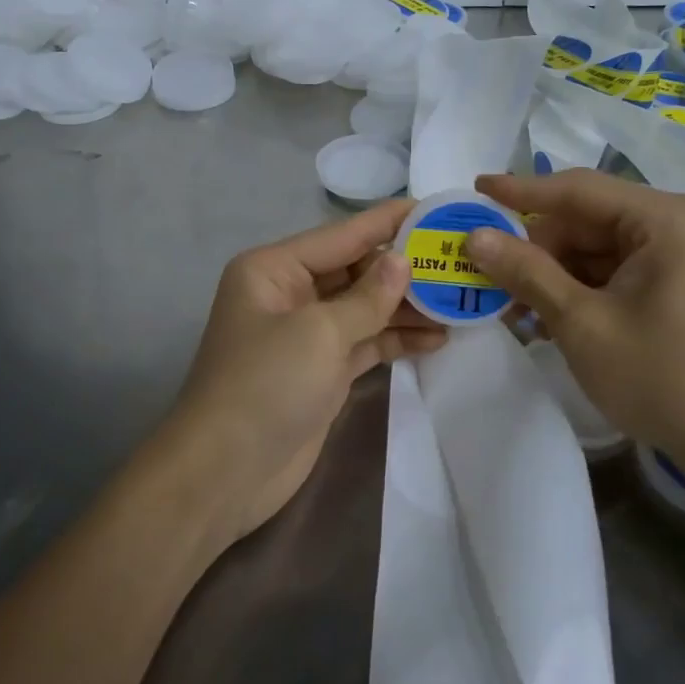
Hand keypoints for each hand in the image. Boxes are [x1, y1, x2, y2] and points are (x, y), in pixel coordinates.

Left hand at [169, 200, 445, 546]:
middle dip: (405, 269)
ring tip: (459, 301)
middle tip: (459, 261)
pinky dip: (396, 339)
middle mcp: (290, 292)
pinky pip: (366, 342)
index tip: (435, 208)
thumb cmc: (265, 385)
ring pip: (366, 308)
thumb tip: (404, 260)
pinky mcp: (323, 370)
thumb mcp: (319, 332)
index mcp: (275, 268)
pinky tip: (437, 338)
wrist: (225, 475)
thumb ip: (368, 296)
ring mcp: (307, 333)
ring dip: (407, 307)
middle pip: (357, 270)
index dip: (389, 222)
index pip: (342, 235)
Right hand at [466, 170, 684, 461]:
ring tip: (512, 308)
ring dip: (551, 275)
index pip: (578, 189)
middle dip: (536, 249)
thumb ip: (527, 273)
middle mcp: (673, 224)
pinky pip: (611, 271)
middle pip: (585, 220)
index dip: (520, 191)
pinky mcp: (673, 283)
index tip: (475, 188)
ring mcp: (676, 254)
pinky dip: (576, 290)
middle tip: (487, 273)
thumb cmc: (662, 377)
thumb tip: (475, 236)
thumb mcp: (582, 323)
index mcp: (663, 218)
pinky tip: (544, 319)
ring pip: (594, 248)